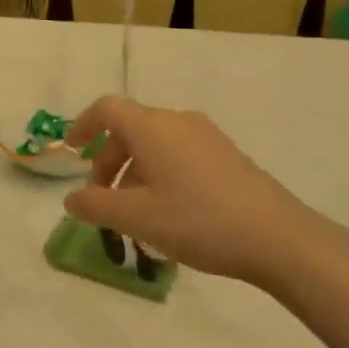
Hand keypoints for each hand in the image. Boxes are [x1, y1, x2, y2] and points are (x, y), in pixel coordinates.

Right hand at [63, 96, 335, 291]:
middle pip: (130, 130)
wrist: (278, 238)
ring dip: (134, 172)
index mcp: (152, 127)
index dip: (83, 125)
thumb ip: (96, 205)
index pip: (106, 109)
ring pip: (155, 144)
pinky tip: (168, 213)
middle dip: (108, 162)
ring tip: (135, 214)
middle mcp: (177, 121)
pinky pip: (179, 154)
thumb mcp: (137, 217)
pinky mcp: (226, 155)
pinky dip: (160, 174)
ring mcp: (206, 136)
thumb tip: (71, 199)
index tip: (70, 150)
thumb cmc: (197, 220)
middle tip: (103, 201)